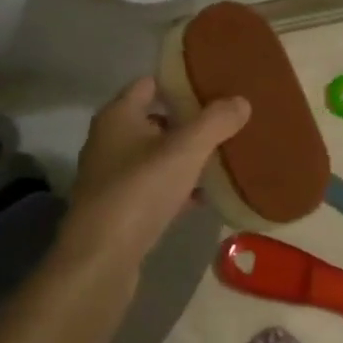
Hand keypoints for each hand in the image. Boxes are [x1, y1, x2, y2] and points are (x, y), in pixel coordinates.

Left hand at [62, 78, 249, 272]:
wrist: (100, 261)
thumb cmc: (139, 191)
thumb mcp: (186, 150)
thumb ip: (215, 121)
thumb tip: (242, 100)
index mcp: (118, 116)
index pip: (150, 83)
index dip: (180, 80)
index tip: (214, 82)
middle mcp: (109, 141)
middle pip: (155, 119)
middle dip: (188, 119)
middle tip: (225, 119)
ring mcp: (112, 178)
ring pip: (156, 156)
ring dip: (184, 156)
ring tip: (222, 154)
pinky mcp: (119, 210)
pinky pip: (155, 188)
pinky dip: (178, 187)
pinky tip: (205, 196)